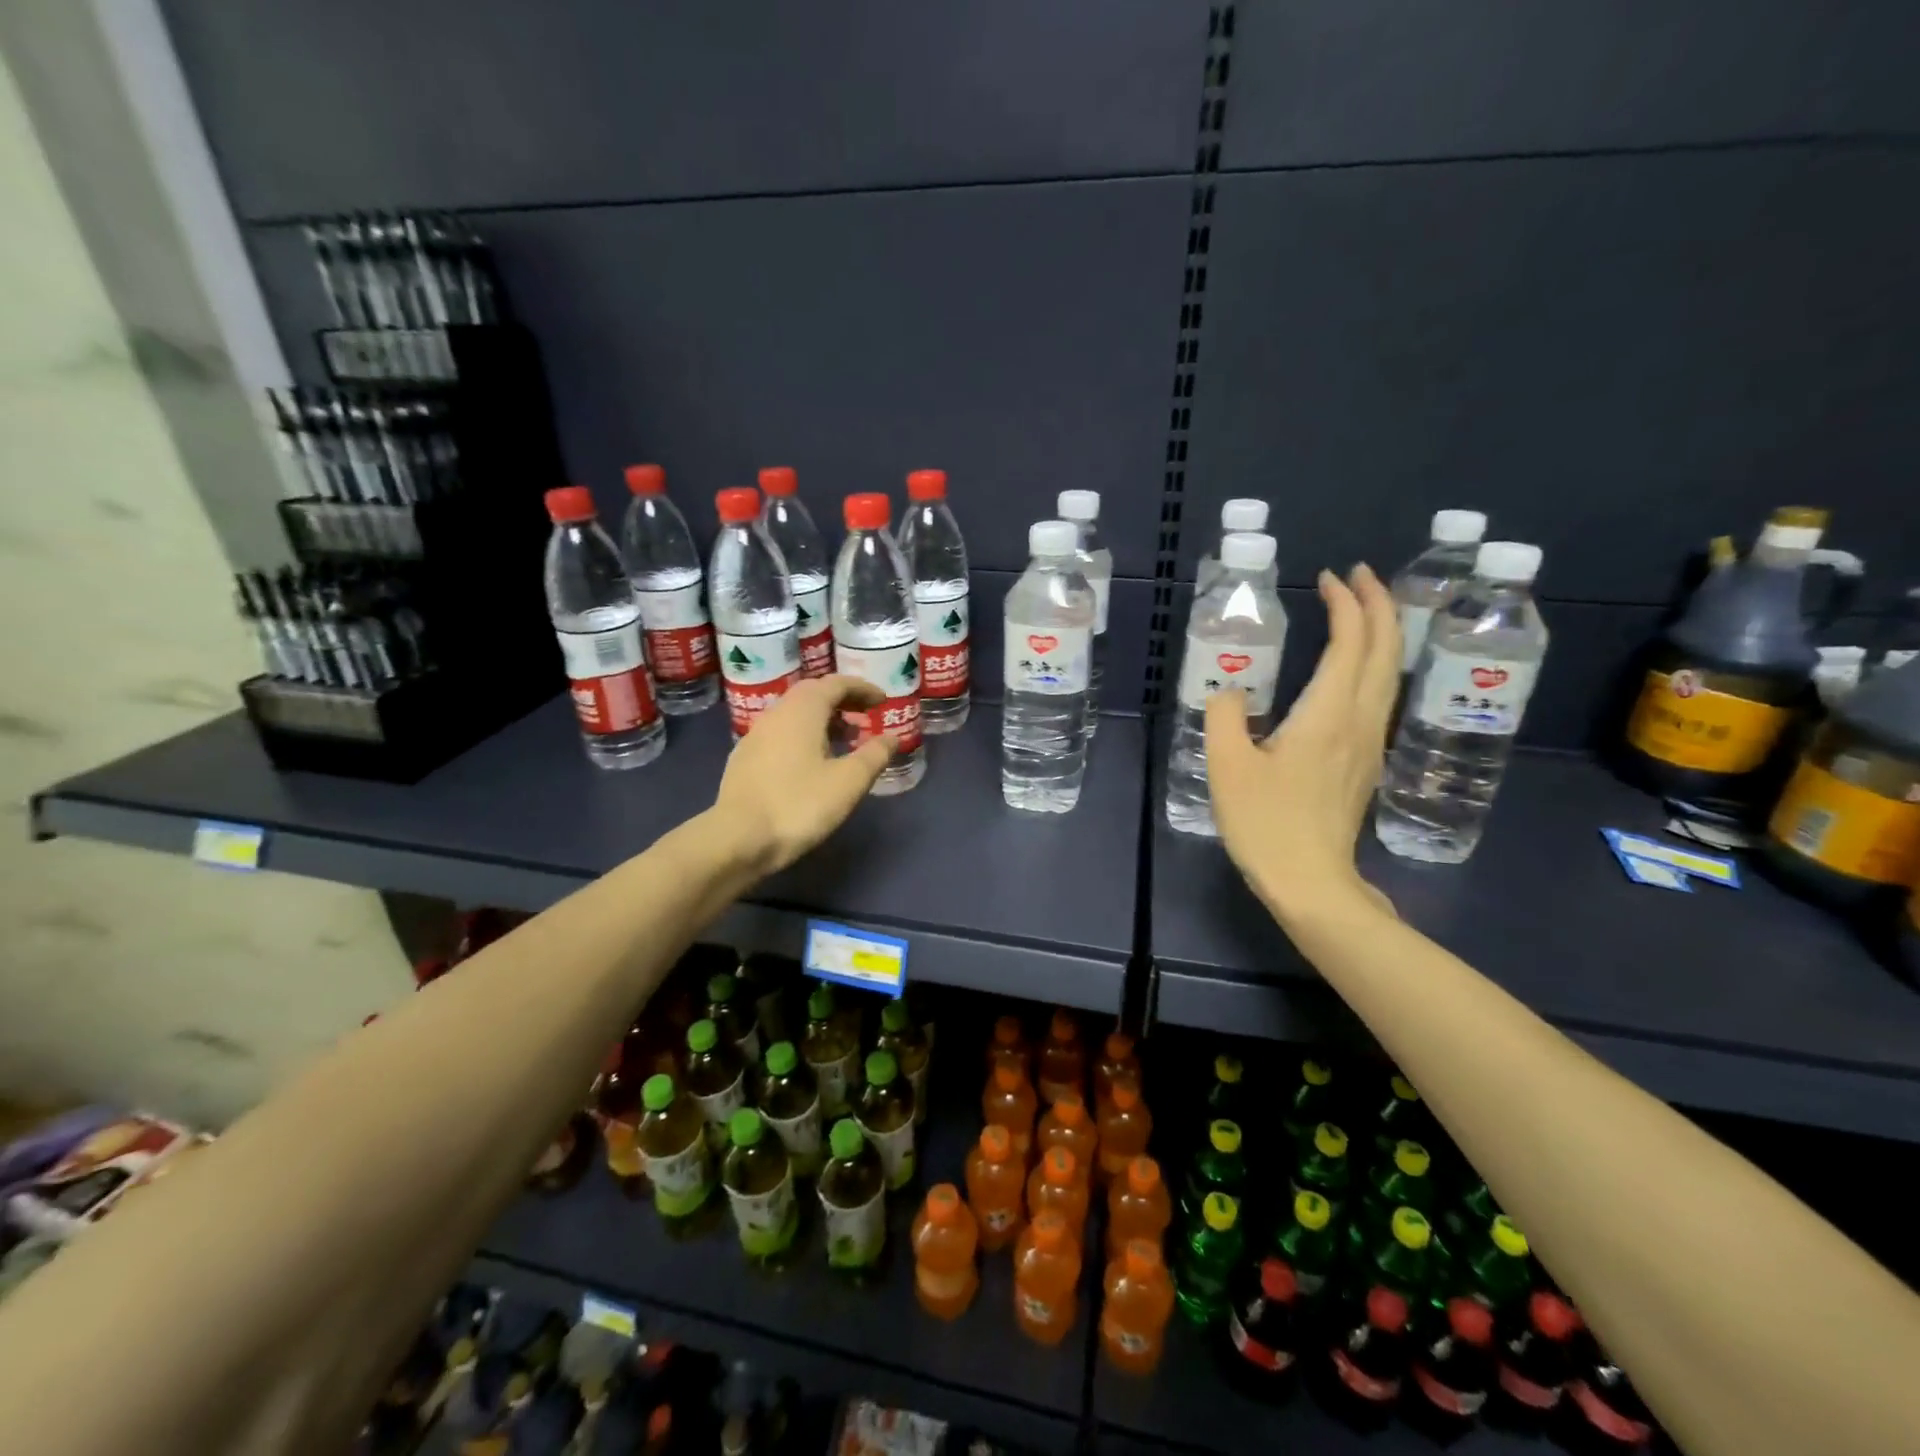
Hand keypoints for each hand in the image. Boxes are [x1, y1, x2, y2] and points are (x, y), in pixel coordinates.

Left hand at [712, 675, 894, 873]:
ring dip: (823, 719)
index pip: (835, 684)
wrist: (737, 839)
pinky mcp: (745, 759)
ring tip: (844, 740)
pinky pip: (781, 733)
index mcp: (802, 710)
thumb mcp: (849, 782)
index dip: (862, 688)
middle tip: (865, 716)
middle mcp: (776, 713)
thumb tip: (891, 738)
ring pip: (795, 714)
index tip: (882, 700)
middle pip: (812, 694)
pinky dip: (804, 735)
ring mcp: (755, 735)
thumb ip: (874, 755)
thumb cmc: (799, 805)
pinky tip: (812, 762)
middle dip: (842, 701)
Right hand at [1205, 564, 1401, 924]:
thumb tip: (1231, 693)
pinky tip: (1355, 669)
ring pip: (1389, 673)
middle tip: (1358, 576)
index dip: (1345, 605)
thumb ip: (1225, 717)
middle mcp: (1358, 720)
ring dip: (1381, 633)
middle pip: (1384, 650)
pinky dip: (1374, 664)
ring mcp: (1368, 743)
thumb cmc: (1266, 823)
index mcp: (1327, 714)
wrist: (1310, 881)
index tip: (1328, 578)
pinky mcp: (1364, 763)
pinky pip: (1378, 696)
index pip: (1350, 642)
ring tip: (1363, 611)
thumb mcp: (1227, 766)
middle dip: (1378, 605)